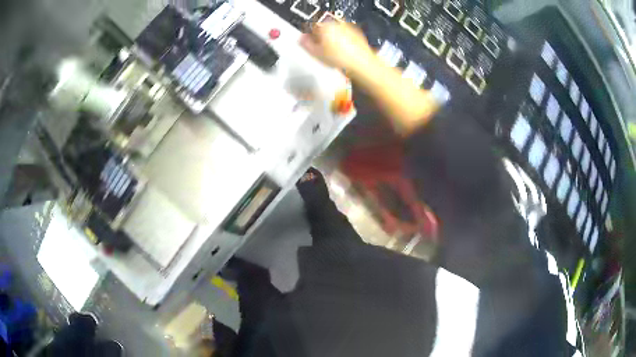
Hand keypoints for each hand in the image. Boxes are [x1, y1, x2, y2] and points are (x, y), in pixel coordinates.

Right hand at [300, 22, 374, 70]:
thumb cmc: (341, 59)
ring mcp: (348, 29)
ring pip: (335, 32)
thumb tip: (301, 40)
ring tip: (330, 54)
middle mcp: (337, 24)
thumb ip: (305, 44)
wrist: (362, 64)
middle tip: (318, 50)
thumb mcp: (316, 53)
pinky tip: (341, 54)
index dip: (307, 36)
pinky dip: (342, 43)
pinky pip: (345, 37)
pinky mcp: (357, 35)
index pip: (311, 26)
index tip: (306, 43)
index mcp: (325, 25)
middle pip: (324, 28)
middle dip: (320, 38)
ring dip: (331, 40)